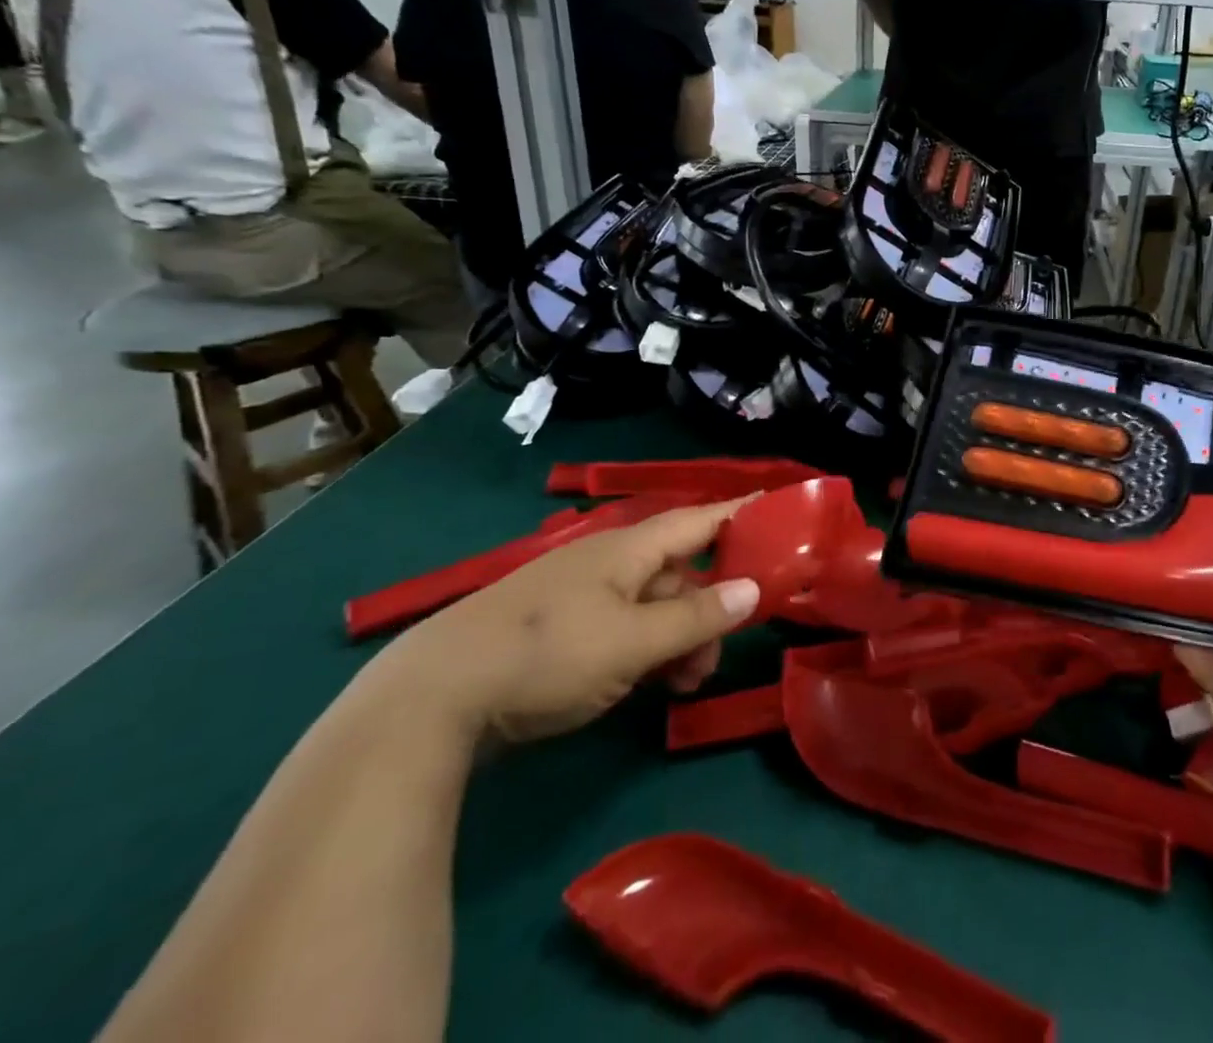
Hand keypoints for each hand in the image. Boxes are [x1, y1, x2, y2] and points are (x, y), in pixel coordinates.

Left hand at [368, 499, 760, 746]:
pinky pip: (622, 627)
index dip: (742, 515)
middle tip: (716, 659)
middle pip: (679, 571)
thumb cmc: (547, 656)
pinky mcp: (558, 629)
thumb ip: (696, 617)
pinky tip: (645, 686)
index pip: (701, 520)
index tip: (783, 514)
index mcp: (629, 548)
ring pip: (651, 605)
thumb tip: (754, 589)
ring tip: (683, 686)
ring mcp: (580, 595)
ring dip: (678, 639)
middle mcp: (608, 561)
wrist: (430, 699)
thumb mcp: (632, 642)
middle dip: (708, 609)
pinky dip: (644, 651)